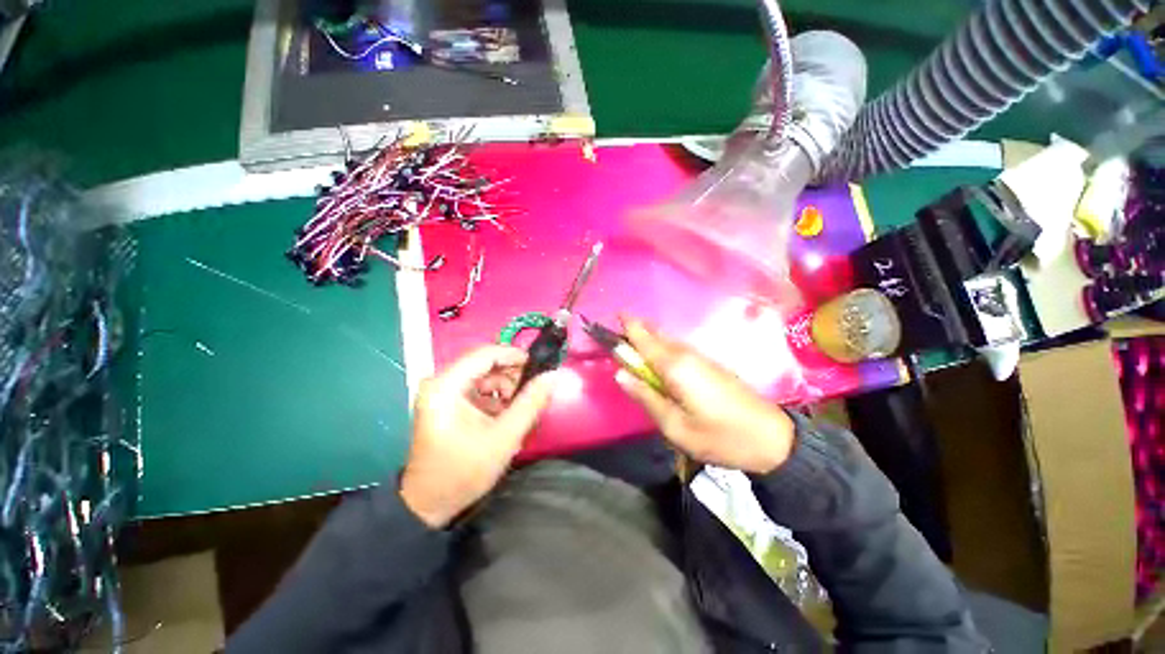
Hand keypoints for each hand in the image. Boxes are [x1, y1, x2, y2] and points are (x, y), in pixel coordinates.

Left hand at [400, 346, 555, 527]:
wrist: (429, 504)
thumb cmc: (464, 471)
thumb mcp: (505, 437)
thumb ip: (531, 403)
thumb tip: (552, 375)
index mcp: (445, 386)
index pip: (484, 354)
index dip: (514, 355)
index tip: (538, 365)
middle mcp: (439, 382)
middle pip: (483, 363)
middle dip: (511, 375)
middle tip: (532, 391)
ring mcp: (441, 392)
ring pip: (482, 375)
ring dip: (505, 387)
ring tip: (519, 408)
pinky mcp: (445, 403)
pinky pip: (477, 388)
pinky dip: (495, 397)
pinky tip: (506, 414)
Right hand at [616, 318, 794, 473]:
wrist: (771, 438)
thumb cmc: (720, 436)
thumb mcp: (675, 426)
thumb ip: (646, 397)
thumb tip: (620, 374)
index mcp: (675, 367)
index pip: (644, 339)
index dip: (628, 325)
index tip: (615, 313)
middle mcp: (686, 355)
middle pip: (655, 336)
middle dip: (636, 331)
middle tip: (616, 337)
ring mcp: (700, 358)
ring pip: (667, 342)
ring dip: (648, 340)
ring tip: (631, 347)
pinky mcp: (709, 365)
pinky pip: (677, 350)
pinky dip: (662, 349)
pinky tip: (657, 361)